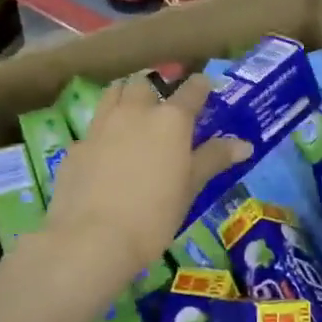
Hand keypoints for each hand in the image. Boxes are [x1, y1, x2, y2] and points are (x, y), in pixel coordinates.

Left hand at [44, 72, 249, 290]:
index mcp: (170, 120)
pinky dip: (104, 131)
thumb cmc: (154, 215)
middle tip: (163, 105)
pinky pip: (93, 127)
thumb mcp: (190, 188)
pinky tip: (105, 153)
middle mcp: (135, 112)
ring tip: (133, 113)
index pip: (191, 90)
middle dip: (156, 86)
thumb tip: (244, 144)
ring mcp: (101, 126)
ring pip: (114, 93)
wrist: (92, 239)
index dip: (200, 86)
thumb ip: (214, 159)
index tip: (204, 87)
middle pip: (145, 83)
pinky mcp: (76, 146)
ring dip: (126, 95)